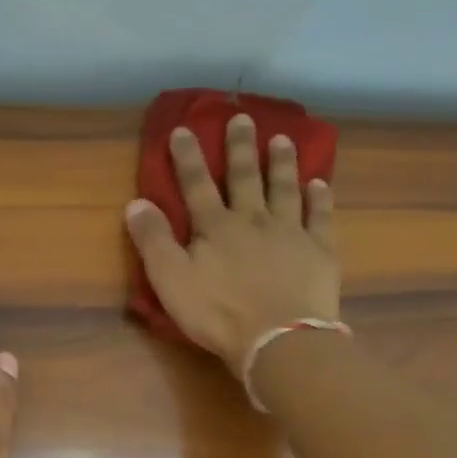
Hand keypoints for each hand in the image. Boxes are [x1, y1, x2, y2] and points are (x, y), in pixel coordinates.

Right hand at [125, 113, 340, 375]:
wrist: (279, 340)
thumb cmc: (219, 313)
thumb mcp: (171, 280)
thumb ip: (153, 240)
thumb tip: (136, 202)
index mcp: (215, 227)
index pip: (196, 184)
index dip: (188, 157)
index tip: (183, 129)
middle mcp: (253, 220)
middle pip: (245, 177)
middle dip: (240, 147)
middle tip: (243, 117)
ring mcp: (290, 233)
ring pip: (285, 188)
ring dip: (282, 163)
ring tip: (283, 139)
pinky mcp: (319, 251)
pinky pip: (319, 217)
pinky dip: (319, 198)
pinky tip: (320, 183)